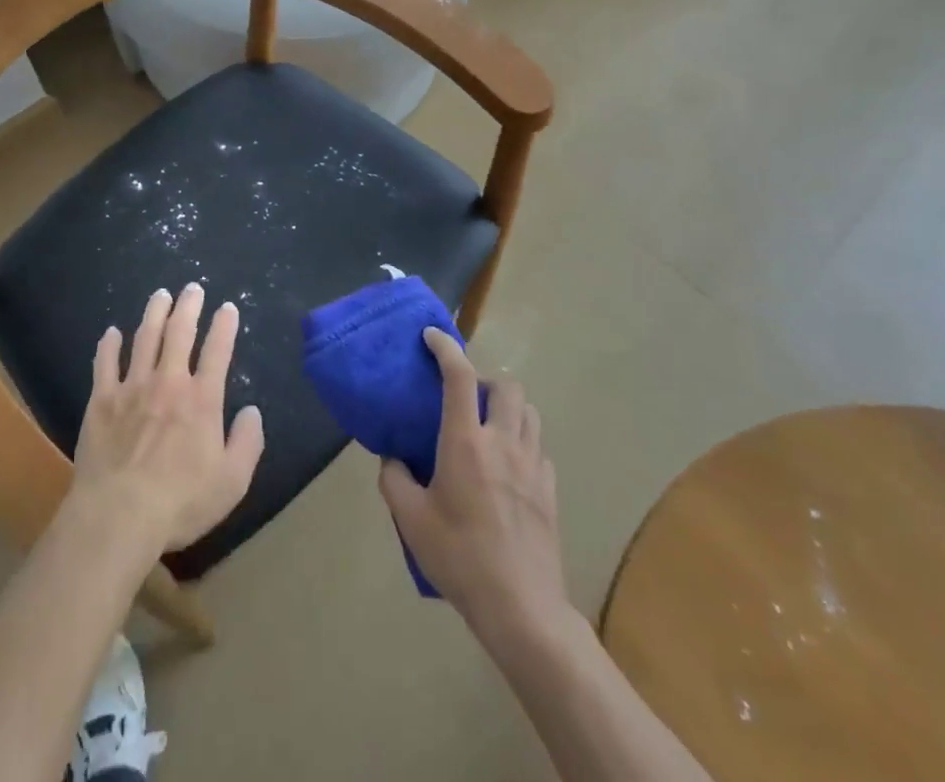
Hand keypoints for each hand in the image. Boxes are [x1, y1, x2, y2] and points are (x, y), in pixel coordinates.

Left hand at [69, 283, 264, 556]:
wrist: (119, 514)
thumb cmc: (180, 502)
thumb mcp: (232, 482)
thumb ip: (247, 443)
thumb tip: (252, 412)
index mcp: (202, 400)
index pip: (217, 351)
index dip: (224, 327)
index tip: (228, 308)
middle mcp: (168, 382)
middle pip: (179, 332)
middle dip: (189, 306)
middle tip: (192, 288)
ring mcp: (132, 387)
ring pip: (144, 338)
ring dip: (154, 313)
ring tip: (160, 295)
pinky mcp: (102, 400)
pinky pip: (105, 363)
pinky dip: (109, 345)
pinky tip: (112, 332)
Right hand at [378, 328, 571, 642]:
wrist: (521, 608)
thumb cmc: (460, 557)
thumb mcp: (410, 519)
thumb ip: (395, 480)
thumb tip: (393, 459)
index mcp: (465, 442)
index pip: (459, 375)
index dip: (446, 347)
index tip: (431, 336)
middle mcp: (502, 441)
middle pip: (506, 386)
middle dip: (485, 380)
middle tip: (464, 398)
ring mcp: (532, 465)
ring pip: (529, 412)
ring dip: (508, 407)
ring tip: (488, 426)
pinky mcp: (550, 490)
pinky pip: (538, 447)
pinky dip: (523, 441)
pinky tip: (508, 466)